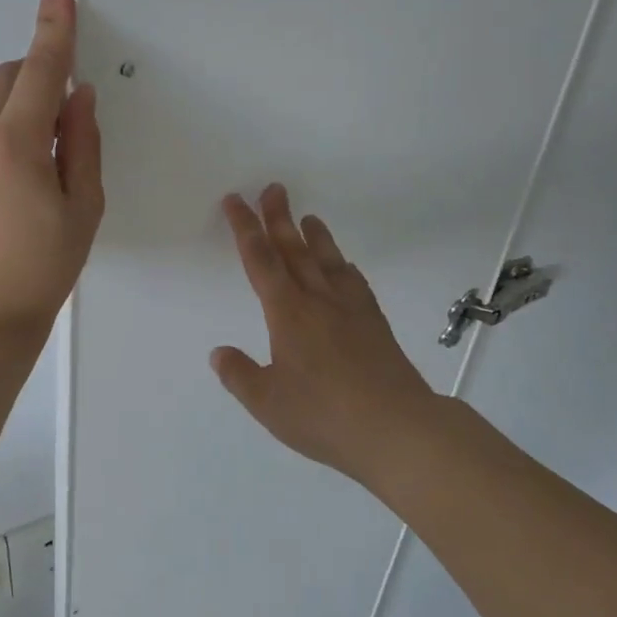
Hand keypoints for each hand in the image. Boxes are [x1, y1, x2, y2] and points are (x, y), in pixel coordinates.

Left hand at [0, 0, 104, 343]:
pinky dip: (1, 126)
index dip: (53, 26)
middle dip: (37, 73)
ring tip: (44, 153)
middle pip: (7, 78)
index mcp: (15, 144)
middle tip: (66, 114)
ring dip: (18, 102)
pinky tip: (18, 173)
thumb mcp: (83, 209)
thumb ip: (82, 145)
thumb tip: (78, 98)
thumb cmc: (42, 270)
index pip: (40, 70)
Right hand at [212, 185, 440, 484]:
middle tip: (272, 188)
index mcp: (287, 313)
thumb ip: (240, 376)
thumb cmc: (325, 416)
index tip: (235, 200)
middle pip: (293, 249)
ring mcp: (350, 309)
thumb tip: (218, 353)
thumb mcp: (268, 403)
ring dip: (314, 235)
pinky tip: (344, 266)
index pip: (260, 260)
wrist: (398, 429)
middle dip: (278, 217)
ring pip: (327, 260)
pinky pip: (355, 283)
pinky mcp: (375, 324)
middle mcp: (317, 300)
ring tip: (308, 216)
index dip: (244, 227)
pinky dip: (344, 266)